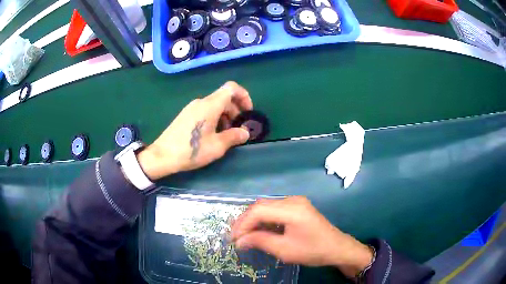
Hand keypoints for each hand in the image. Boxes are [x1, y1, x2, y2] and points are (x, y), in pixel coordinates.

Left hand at [137, 81, 252, 179]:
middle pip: (224, 98)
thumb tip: (245, 132)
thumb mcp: (217, 146)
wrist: (162, 156)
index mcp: (210, 105)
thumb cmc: (191, 150)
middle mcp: (201, 102)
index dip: (244, 96)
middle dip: (236, 111)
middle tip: (238, 129)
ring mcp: (192, 108)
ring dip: (225, 116)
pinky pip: (205, 111)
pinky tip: (213, 135)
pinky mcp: (186, 115)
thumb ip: (234, 136)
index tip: (248, 112)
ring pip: (215, 105)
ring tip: (226, 135)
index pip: (231, 88)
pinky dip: (215, 118)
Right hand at [231, 196, 372, 277]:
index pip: (258, 210)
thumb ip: (260, 241)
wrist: (337, 247)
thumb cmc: (313, 250)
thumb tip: (239, 241)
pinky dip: (264, 220)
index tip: (233, 239)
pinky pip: (274, 210)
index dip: (242, 224)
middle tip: (235, 237)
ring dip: (253, 220)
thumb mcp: (284, 250)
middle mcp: (292, 200)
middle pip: (261, 205)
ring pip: (266, 207)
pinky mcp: (297, 206)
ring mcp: (296, 201)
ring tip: (243, 235)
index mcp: (292, 209)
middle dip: (245, 221)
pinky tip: (259, 230)